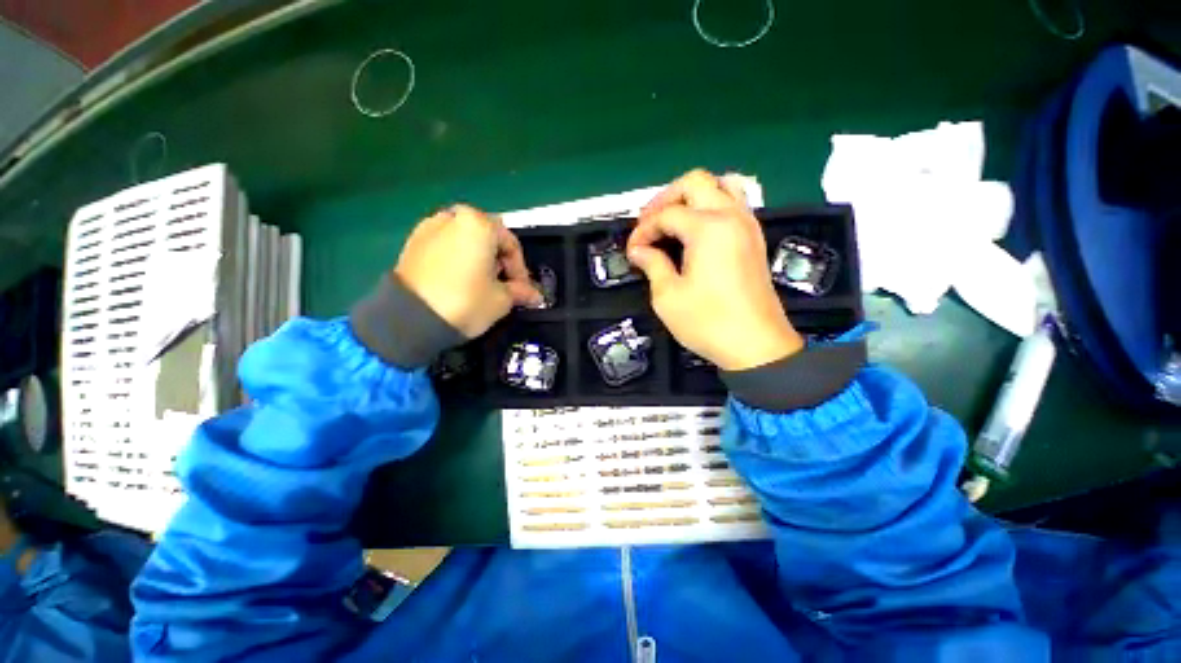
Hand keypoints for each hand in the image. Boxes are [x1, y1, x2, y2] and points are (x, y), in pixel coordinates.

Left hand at [395, 205, 540, 337]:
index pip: (512, 245)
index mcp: (479, 224)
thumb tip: (535, 296)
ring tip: (482, 285)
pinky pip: (446, 246)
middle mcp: (453, 217)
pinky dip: (458, 259)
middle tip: (504, 286)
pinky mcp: (412, 242)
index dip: (521, 270)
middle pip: (489, 239)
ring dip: (479, 259)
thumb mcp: (502, 300)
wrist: (410, 319)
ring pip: (466, 241)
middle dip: (500, 262)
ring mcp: (429, 227)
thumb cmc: (465, 302)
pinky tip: (460, 281)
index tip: (523, 291)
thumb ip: (521, 292)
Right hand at [627, 170, 803, 370]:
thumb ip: (652, 264)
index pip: (667, 214)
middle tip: (649, 224)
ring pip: (721, 186)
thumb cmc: (708, 322)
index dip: (643, 230)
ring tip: (673, 222)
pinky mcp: (755, 238)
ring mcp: (747, 225)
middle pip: (695, 182)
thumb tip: (639, 250)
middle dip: (666, 198)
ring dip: (692, 197)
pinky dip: (711, 207)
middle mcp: (731, 216)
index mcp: (707, 228)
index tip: (632, 251)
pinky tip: (696, 232)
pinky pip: (733, 204)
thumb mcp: (668, 296)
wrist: (756, 346)